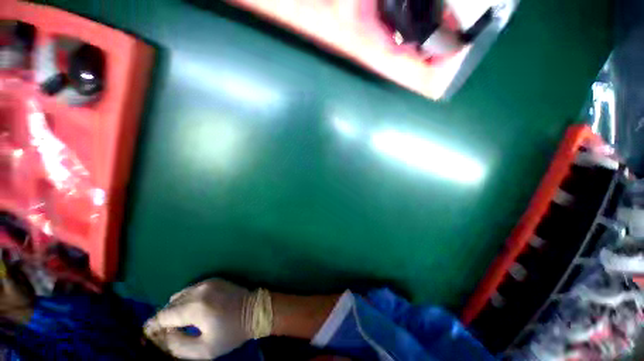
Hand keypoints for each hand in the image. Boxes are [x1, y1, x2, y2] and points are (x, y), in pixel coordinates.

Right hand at [144, 279, 271, 359]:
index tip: (147, 335)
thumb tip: (162, 336)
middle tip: (164, 333)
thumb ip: (178, 345)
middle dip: (164, 319)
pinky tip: (192, 312)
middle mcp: (200, 290)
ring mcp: (208, 282)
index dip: (153, 326)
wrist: (255, 310)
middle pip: (170, 304)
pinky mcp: (214, 279)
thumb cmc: (231, 332)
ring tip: (179, 323)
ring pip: (179, 295)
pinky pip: (191, 290)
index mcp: (197, 307)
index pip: (164, 315)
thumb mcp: (204, 349)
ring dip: (174, 309)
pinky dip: (185, 300)